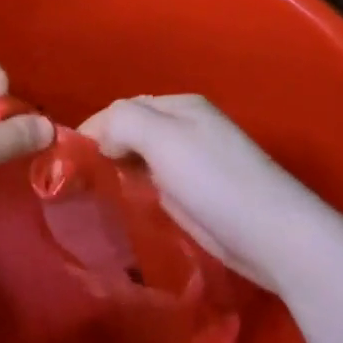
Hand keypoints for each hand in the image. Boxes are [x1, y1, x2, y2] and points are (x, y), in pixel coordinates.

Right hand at [79, 94, 329, 292]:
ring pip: (142, 158)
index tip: (67, 160)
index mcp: (180, 106)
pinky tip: (125, 204)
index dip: (94, 129)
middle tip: (76, 180)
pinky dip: (137, 189)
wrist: (275, 237)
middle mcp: (187, 127)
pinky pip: (155, 183)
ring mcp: (194, 162)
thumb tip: (101, 138)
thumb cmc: (216, 181)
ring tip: (92, 193)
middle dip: (104, 149)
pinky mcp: (198, 195)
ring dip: (119, 170)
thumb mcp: (163, 139)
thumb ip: (123, 123)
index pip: (122, 108)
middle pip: (132, 131)